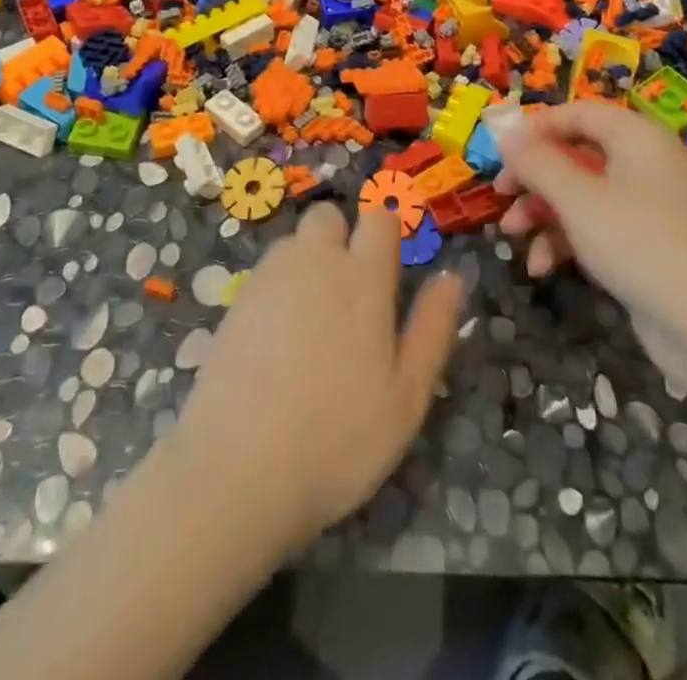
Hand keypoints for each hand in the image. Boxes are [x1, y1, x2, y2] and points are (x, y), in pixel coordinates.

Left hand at [164, 204, 464, 551]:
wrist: (237, 469)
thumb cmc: (338, 437)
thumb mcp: (407, 396)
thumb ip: (432, 329)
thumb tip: (451, 277)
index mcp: (363, 277)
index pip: (379, 219)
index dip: (386, 235)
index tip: (389, 271)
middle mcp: (314, 261)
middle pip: (328, 217)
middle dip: (340, 238)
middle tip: (349, 298)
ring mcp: (269, 278)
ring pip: (293, 243)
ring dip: (307, 263)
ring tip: (312, 326)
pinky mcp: (235, 301)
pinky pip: (264, 274)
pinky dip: (276, 290)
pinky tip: (276, 343)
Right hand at [494, 102, 686, 387]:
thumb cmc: (641, 246)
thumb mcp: (577, 199)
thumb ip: (536, 162)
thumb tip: (506, 131)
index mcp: (635, 137)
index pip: (576, 113)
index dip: (535, 128)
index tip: (499, 153)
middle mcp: (643, 163)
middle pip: (574, 153)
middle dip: (533, 178)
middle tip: (501, 196)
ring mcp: (646, 206)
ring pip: (580, 194)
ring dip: (542, 213)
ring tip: (513, 238)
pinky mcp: (645, 244)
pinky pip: (596, 227)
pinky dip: (566, 241)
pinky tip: (542, 267)